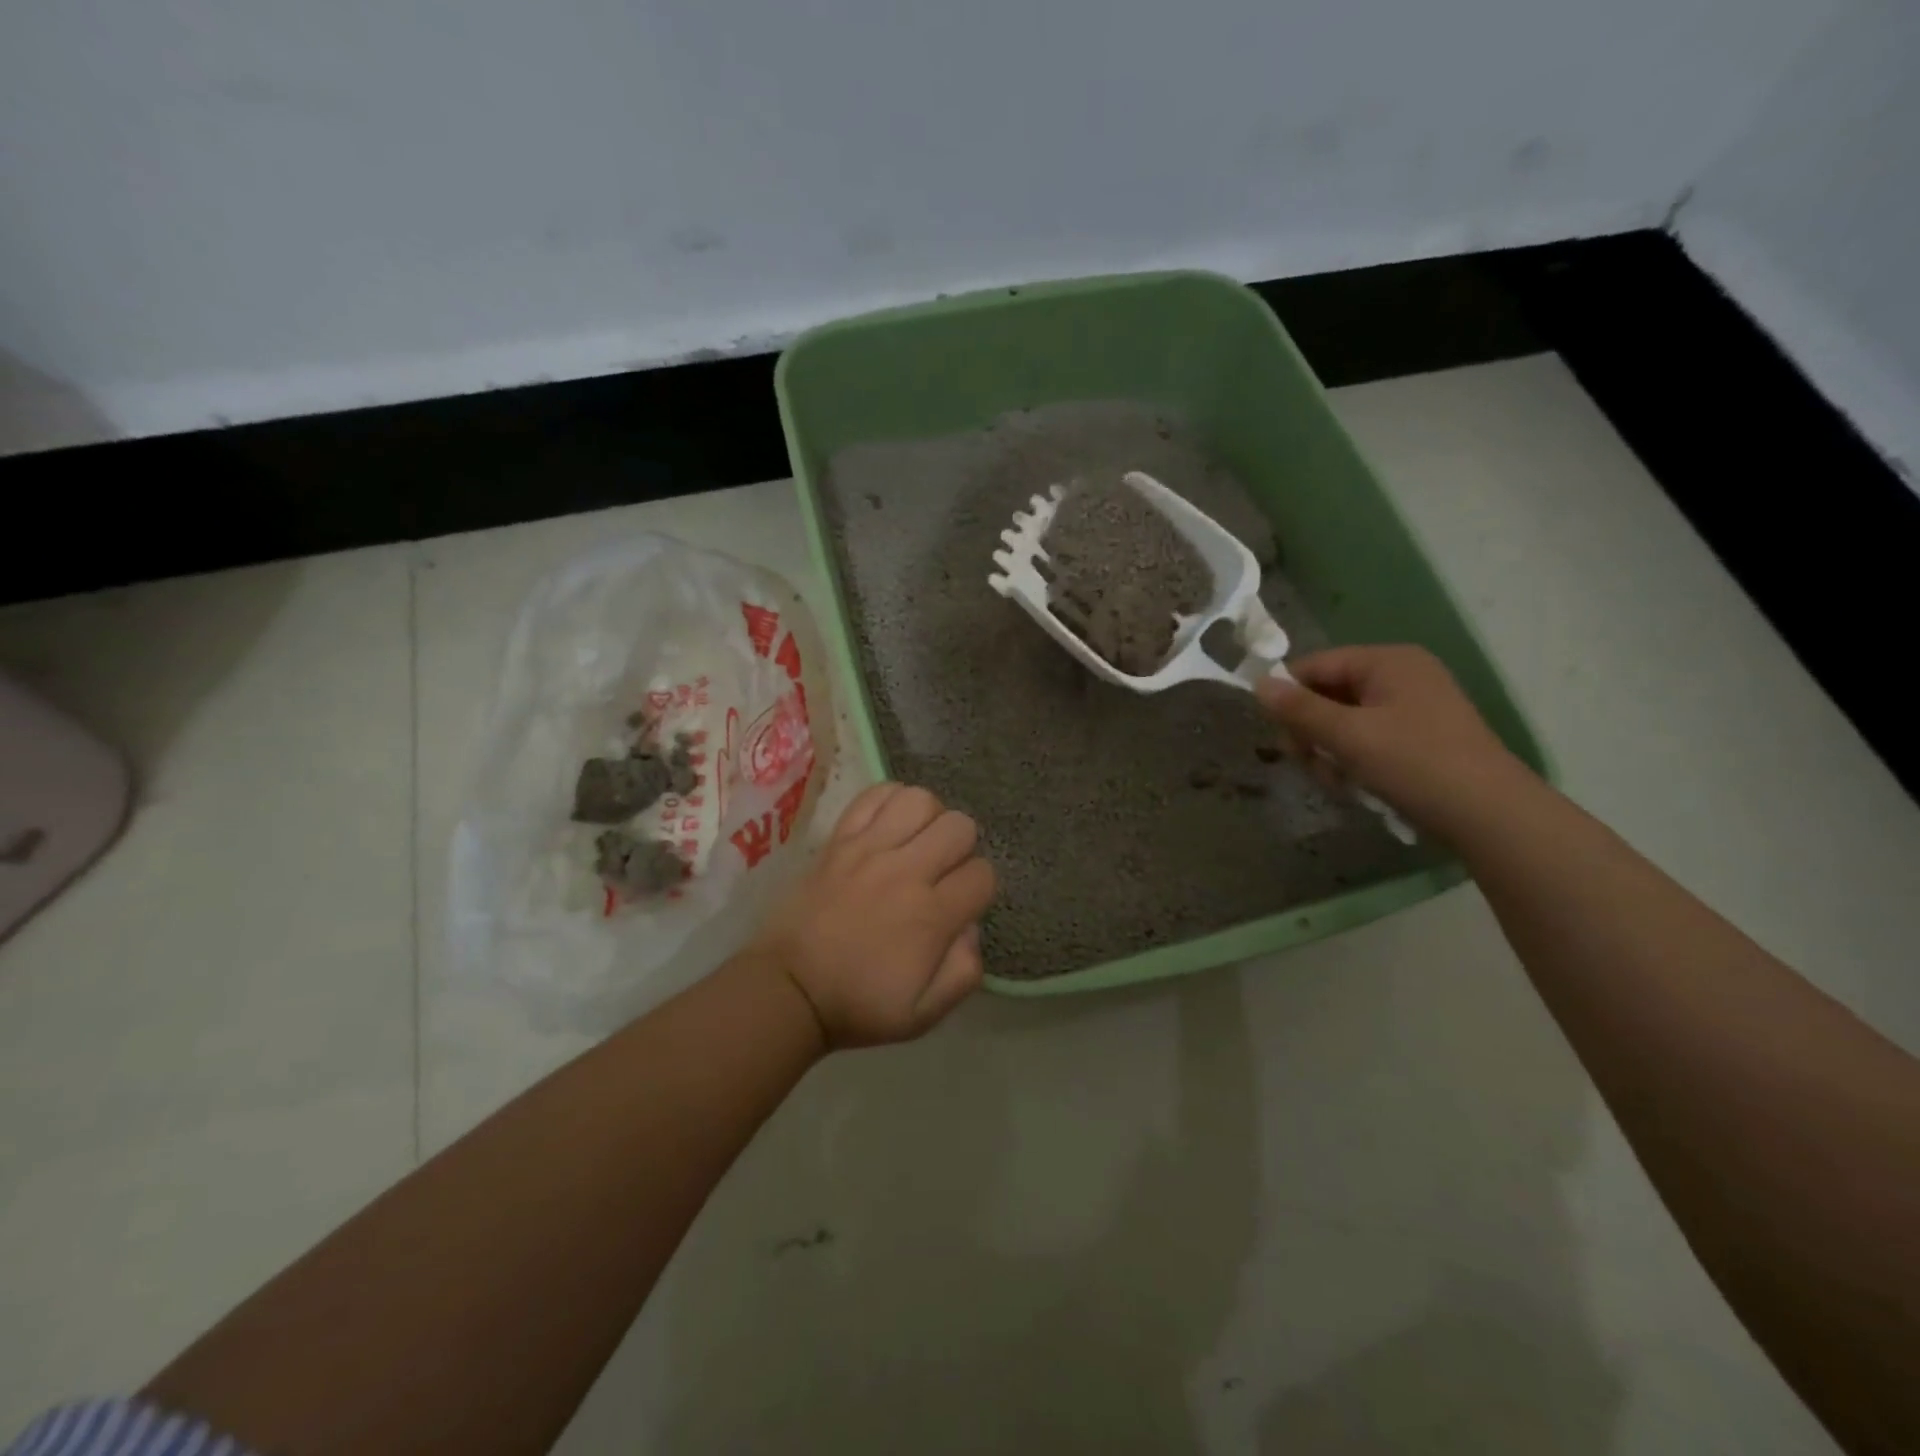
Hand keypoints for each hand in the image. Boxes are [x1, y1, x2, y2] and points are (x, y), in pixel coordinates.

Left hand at [749, 783, 997, 1048]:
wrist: (789, 989)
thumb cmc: (859, 1005)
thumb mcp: (924, 1015)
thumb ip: (964, 973)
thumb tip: (971, 927)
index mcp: (931, 916)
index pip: (983, 874)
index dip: (980, 889)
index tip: (961, 904)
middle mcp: (905, 872)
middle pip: (960, 826)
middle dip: (962, 848)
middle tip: (942, 871)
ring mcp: (868, 849)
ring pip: (920, 800)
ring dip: (929, 818)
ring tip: (916, 842)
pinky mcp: (838, 839)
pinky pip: (874, 795)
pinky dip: (890, 800)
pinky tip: (889, 825)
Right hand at [1256, 645, 1528, 836]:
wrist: (1490, 815)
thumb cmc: (1415, 764)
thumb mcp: (1348, 735)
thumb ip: (1299, 709)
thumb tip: (1258, 684)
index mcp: (1388, 661)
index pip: (1315, 665)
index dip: (1289, 696)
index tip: (1279, 735)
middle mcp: (1401, 675)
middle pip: (1328, 693)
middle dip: (1311, 731)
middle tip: (1308, 763)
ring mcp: (1413, 706)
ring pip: (1343, 721)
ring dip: (1329, 751)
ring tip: (1337, 781)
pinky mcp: (1419, 736)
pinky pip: (1367, 738)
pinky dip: (1353, 759)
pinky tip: (1356, 785)